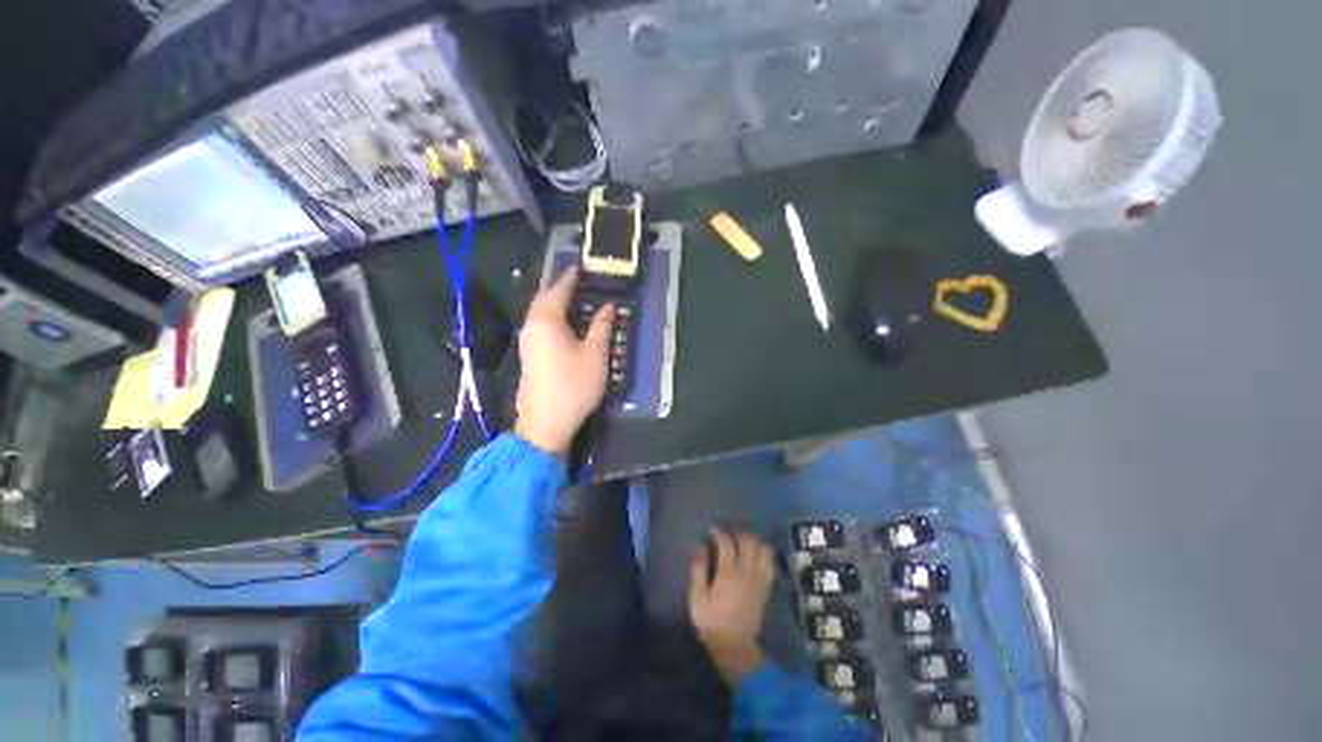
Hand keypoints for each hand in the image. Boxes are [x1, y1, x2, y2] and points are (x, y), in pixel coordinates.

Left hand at [514, 267, 614, 455]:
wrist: (546, 423)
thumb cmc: (574, 385)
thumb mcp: (595, 354)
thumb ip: (601, 326)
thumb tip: (607, 306)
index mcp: (547, 320)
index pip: (559, 290)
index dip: (570, 278)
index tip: (579, 267)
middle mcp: (532, 326)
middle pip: (544, 299)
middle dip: (559, 287)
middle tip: (576, 280)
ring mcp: (527, 342)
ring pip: (539, 313)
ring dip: (554, 302)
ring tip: (571, 297)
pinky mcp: (529, 355)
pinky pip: (539, 325)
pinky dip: (551, 317)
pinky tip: (563, 323)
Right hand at [689, 527, 775, 685]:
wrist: (735, 647)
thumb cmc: (712, 622)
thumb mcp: (697, 598)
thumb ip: (698, 570)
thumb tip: (698, 547)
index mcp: (728, 573)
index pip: (726, 543)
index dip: (719, 532)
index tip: (711, 529)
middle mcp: (746, 572)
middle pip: (747, 542)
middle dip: (737, 533)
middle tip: (728, 535)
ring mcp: (759, 579)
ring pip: (762, 550)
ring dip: (753, 541)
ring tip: (743, 542)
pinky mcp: (765, 587)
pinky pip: (770, 563)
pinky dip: (764, 553)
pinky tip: (756, 554)